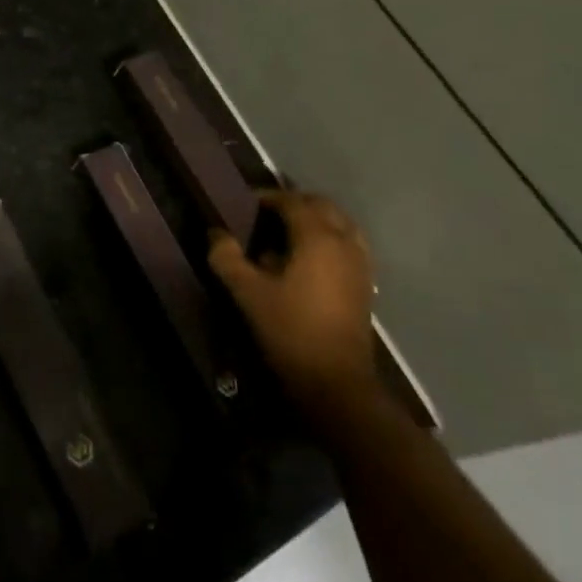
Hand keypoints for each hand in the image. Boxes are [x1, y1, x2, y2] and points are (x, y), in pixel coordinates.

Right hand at [209, 190, 375, 412]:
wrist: (336, 383)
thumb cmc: (290, 331)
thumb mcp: (248, 294)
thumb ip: (227, 259)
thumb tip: (216, 234)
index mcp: (317, 237)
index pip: (292, 201)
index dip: (267, 197)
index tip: (245, 203)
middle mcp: (344, 242)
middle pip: (322, 206)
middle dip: (294, 204)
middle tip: (266, 215)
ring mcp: (360, 263)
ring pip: (340, 224)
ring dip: (316, 221)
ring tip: (288, 235)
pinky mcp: (366, 285)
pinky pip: (349, 245)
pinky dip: (330, 240)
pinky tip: (309, 261)